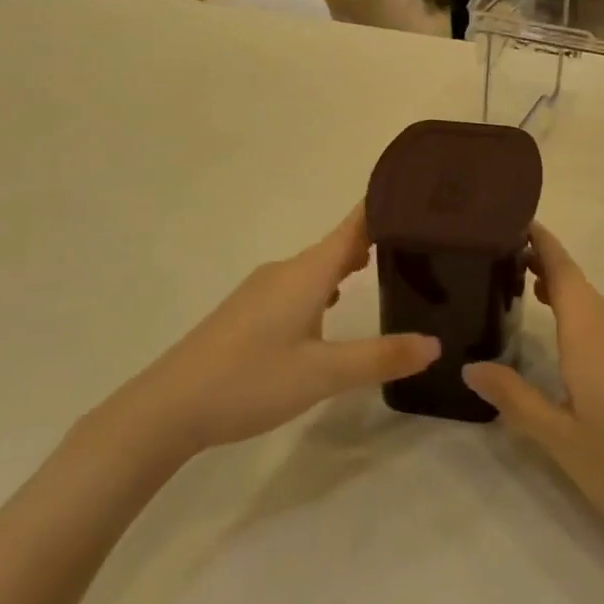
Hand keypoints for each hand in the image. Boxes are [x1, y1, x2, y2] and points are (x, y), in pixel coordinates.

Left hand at [119, 206, 439, 463]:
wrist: (168, 406)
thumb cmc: (250, 380)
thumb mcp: (323, 375)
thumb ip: (380, 358)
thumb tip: (434, 344)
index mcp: (306, 273)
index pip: (354, 226)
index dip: (385, 208)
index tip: (421, 197)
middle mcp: (285, 270)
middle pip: (337, 243)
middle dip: (376, 238)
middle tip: (420, 242)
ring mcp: (262, 289)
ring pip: (317, 266)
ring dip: (348, 263)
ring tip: (385, 270)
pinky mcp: (248, 310)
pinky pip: (299, 284)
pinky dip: (325, 285)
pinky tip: (332, 307)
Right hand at [464, 225, 603, 573]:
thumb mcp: (561, 440)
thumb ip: (515, 398)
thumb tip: (470, 366)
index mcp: (592, 336)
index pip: (563, 270)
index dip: (540, 241)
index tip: (509, 219)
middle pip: (577, 283)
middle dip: (542, 263)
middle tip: (497, 258)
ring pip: (593, 307)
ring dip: (560, 292)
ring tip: (521, 289)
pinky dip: (578, 318)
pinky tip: (561, 342)